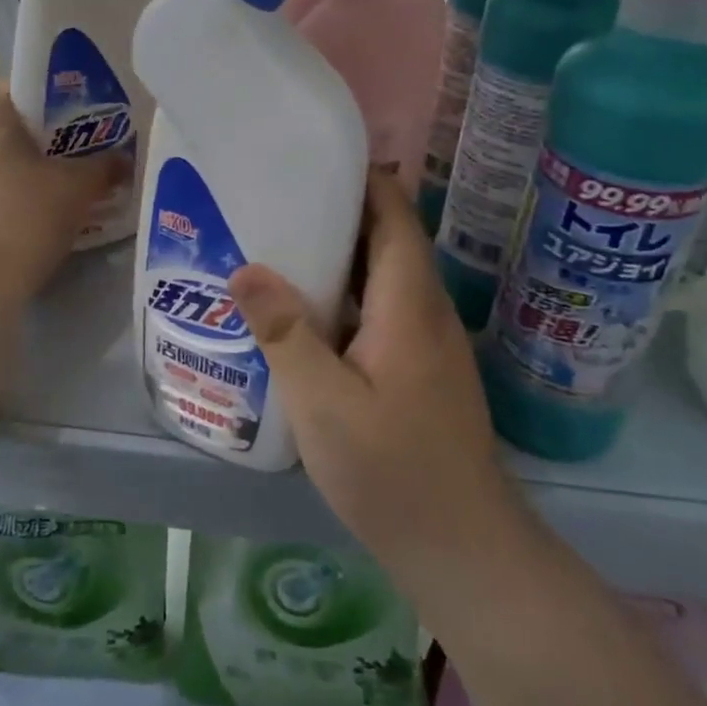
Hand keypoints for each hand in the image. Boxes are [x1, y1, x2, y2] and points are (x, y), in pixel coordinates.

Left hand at [0, 86, 128, 303]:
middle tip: (80, 138)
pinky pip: (0, 185)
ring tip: (72, 171)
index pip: (14, 87)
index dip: (48, 91)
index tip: (78, 102)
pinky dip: (24, 187)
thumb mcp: (79, 187)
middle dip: (45, 130)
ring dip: (34, 162)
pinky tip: (52, 202)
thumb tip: (125, 159)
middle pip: (10, 124)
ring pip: (5, 157)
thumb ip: (105, 167)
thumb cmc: (30, 215)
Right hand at [229, 170, 535, 627]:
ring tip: (279, 244)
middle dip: (339, 210)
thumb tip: (244, 268)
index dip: (363, 177)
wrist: (462, 548)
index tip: (312, 157)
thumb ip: (285, 332)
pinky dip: (345, 294)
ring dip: (340, 253)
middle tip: (276, 198)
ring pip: (383, 275)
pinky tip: (305, 313)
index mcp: (409, 303)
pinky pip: (381, 308)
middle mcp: (426, 310)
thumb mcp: (323, 404)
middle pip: (388, 237)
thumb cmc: (392, 472)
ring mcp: (428, 341)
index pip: (395, 214)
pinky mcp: (420, 368)